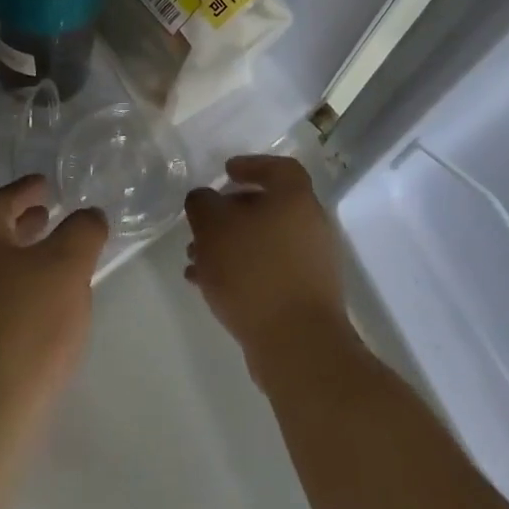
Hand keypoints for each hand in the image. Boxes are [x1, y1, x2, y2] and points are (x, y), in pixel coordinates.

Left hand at [0, 175, 107, 424]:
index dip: (23, 190)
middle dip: (22, 223)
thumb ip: (82, 232)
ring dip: (23, 258)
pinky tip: (44, 307)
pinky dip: (20, 290)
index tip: (46, 184)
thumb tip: (88, 216)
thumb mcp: (67, 266)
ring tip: (53, 260)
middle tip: (49, 215)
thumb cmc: (27, 325)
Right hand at [183, 155, 353, 385]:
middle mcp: (311, 226)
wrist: (297, 344)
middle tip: (202, 223)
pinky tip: (209, 286)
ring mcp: (312, 263)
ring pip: (265, 241)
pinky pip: (269, 270)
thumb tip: (205, 200)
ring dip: (231, 245)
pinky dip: (242, 270)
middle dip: (231, 213)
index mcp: (295, 200)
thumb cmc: (254, 272)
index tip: (225, 172)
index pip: (279, 168)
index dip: (251, 164)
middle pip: (269, 207)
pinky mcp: (306, 296)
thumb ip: (203, 204)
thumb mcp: (213, 228)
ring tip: (195, 260)